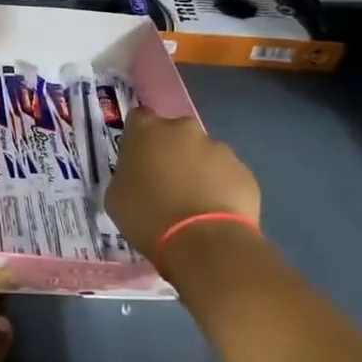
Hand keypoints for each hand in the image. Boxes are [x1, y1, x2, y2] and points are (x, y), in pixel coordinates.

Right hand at [105, 109, 260, 260]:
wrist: (205, 243)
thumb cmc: (148, 217)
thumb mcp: (116, 196)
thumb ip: (126, 174)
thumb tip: (138, 174)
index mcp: (146, 130)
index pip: (139, 118)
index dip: (138, 137)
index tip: (137, 158)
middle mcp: (183, 130)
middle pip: (174, 133)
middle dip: (170, 151)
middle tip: (165, 181)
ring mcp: (218, 148)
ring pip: (203, 154)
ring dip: (197, 169)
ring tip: (193, 203)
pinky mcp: (244, 171)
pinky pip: (226, 175)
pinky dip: (219, 187)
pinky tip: (213, 213)